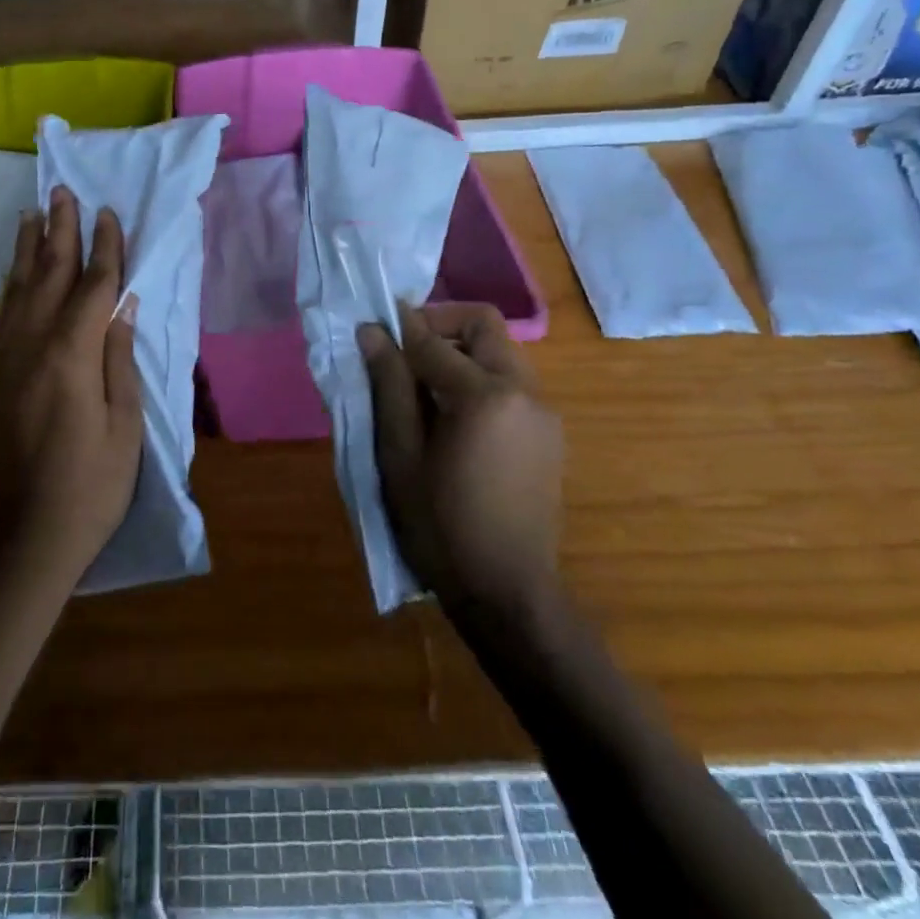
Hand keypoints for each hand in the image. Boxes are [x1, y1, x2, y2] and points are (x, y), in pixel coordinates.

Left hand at [0, 186, 142, 591]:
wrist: (23, 535)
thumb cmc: (90, 485)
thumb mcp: (124, 425)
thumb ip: (119, 358)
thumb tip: (123, 304)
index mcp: (71, 355)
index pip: (92, 286)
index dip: (104, 248)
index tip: (108, 212)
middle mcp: (32, 345)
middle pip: (48, 275)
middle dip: (59, 230)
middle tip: (63, 190)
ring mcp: (8, 359)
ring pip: (19, 289)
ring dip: (28, 248)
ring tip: (33, 213)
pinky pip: (5, 314)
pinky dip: (12, 283)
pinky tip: (16, 271)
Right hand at [359, 303, 562, 611]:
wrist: (507, 593)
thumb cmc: (440, 525)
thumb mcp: (399, 454)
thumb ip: (389, 385)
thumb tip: (372, 331)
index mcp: (485, 395)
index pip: (433, 339)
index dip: (398, 327)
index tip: (371, 326)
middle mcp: (524, 391)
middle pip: (483, 325)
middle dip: (439, 325)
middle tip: (402, 352)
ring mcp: (543, 412)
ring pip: (500, 351)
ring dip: (460, 352)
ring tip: (422, 387)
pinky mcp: (549, 433)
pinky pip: (510, 382)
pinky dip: (478, 378)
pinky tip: (452, 416)